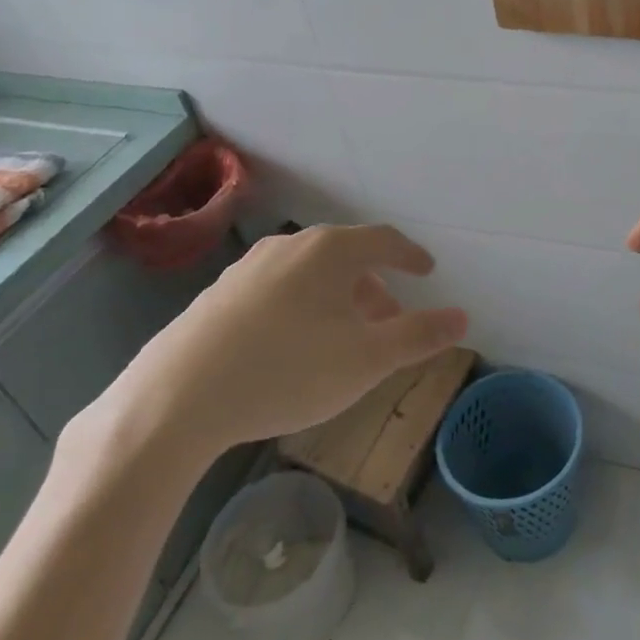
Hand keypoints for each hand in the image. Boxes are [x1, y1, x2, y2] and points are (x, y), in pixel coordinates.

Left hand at [94, 224, 467, 466]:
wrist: (176, 399)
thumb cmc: (288, 370)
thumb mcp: (367, 359)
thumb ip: (419, 336)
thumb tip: (463, 317)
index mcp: (330, 250)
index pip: (384, 240)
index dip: (410, 255)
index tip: (427, 271)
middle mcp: (289, 246)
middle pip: (346, 257)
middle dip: (374, 286)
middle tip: (389, 321)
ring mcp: (248, 269)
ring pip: (309, 274)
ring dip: (337, 298)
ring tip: (343, 338)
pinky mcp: (217, 296)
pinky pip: (277, 290)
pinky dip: (301, 307)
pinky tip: (292, 346)